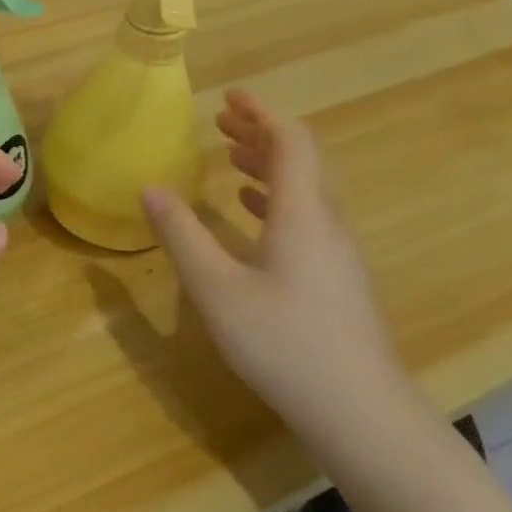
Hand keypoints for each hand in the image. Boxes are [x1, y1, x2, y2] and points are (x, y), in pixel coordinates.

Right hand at [142, 90, 417, 448]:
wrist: (361, 414)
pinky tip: (249, 210)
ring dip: (268, 164)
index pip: (291, 142)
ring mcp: (338, 252)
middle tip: (220, 121)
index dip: (261, 113)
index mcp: (303, 214)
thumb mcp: (216, 288)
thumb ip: (181, 234)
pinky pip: (308, 215)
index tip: (229, 96)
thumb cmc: (284, 344)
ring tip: (229, 155)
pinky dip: (276, 197)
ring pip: (306, 188)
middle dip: (261, 133)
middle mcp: (327, 223)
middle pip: (302, 160)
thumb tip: (149, 187)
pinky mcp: (337, 278)